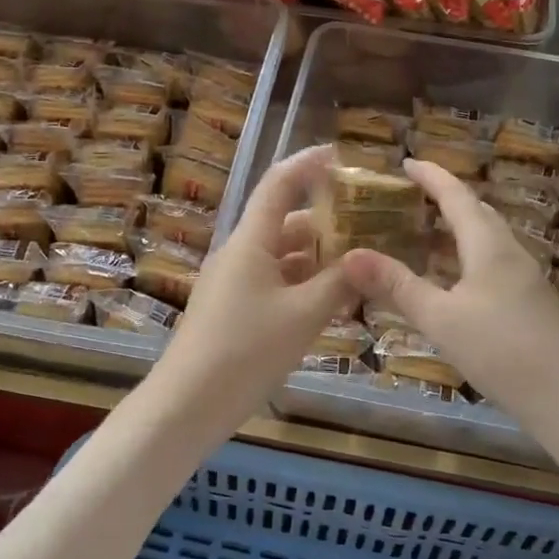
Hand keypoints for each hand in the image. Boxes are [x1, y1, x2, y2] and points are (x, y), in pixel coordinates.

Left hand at [151, 146, 353, 427]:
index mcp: (251, 241)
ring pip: (282, 257)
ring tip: (359, 269)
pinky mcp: (232, 310)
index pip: (279, 183)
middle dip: (326, 223)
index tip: (339, 154)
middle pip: (286, 223)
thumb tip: (370, 259)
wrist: (187, 405)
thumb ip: (340, 283)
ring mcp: (233, 282)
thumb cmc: (246, 351)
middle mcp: (240, 253)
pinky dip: (302, 285)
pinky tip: (329, 303)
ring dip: (317, 259)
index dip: (308, 163)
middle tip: (368, 227)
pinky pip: (274, 283)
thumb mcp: (303, 316)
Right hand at [342, 158, 558, 421]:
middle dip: (444, 198)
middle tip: (409, 197)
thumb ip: (397, 286)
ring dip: (456, 228)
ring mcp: (522, 276)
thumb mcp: (440, 318)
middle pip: (476, 212)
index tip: (405, 162)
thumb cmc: (500, 349)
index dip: (431, 176)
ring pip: (486, 238)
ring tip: (423, 233)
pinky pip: (491, 262)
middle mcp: (508, 251)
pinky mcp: (527, 301)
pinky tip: (451, 279)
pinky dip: (465, 256)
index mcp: (488, 244)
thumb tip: (350, 256)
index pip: (456, 196)